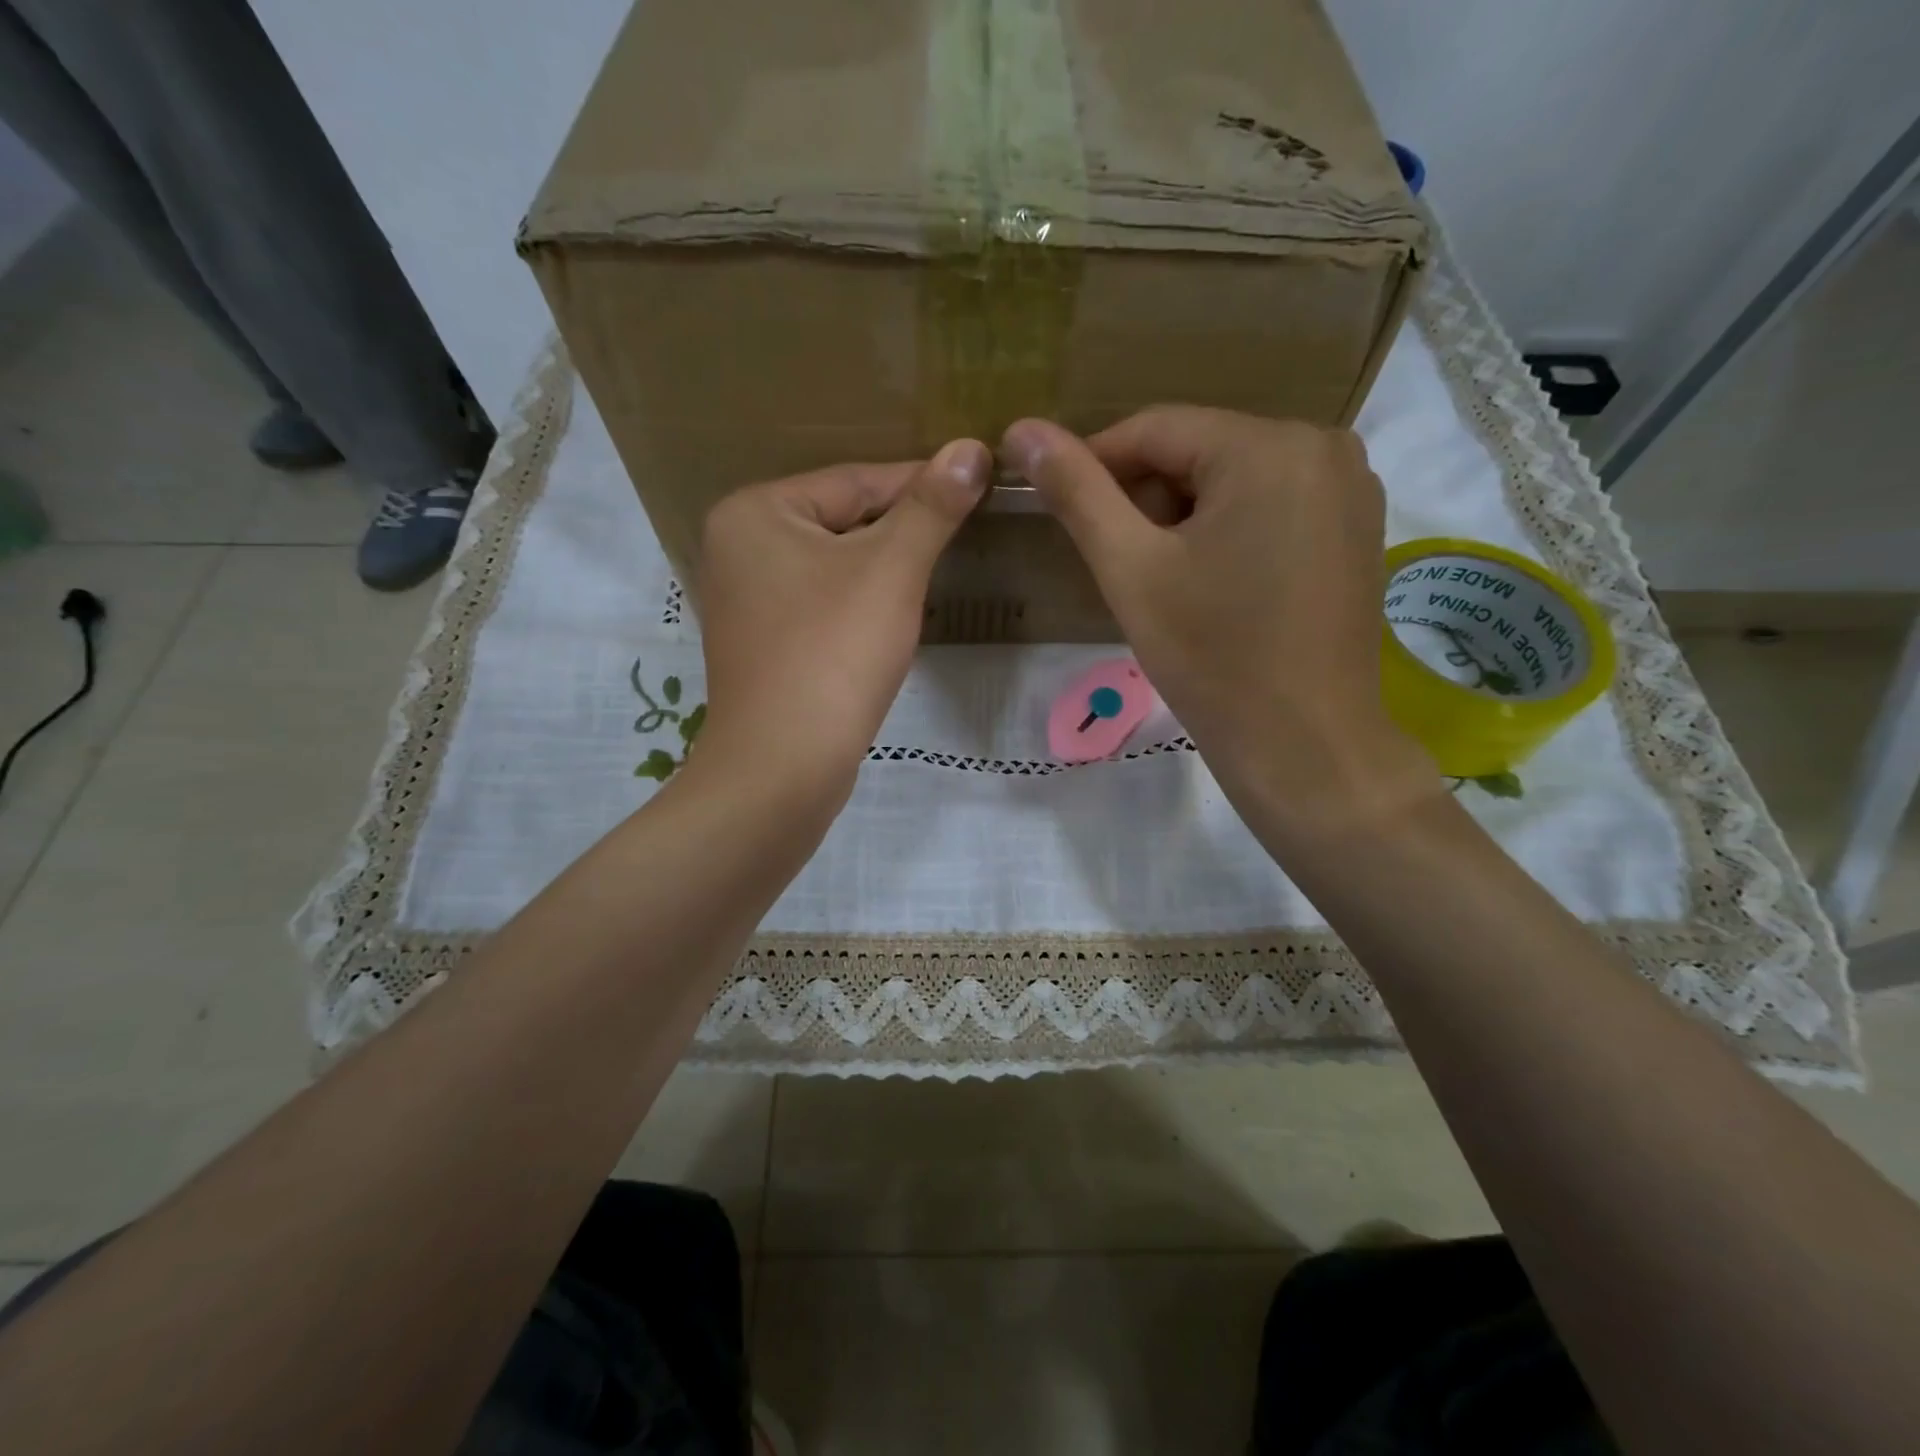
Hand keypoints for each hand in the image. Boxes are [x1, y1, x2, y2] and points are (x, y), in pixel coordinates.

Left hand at [694, 441, 989, 801]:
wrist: (782, 766)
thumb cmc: (833, 653)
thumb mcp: (891, 570)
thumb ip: (930, 507)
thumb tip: (971, 449)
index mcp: (755, 512)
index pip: (854, 481)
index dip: (921, 483)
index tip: (977, 482)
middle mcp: (738, 547)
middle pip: (840, 522)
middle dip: (901, 529)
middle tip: (964, 528)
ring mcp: (746, 600)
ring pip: (833, 566)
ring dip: (884, 568)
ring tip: (936, 569)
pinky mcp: (762, 644)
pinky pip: (821, 604)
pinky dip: (859, 604)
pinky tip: (891, 617)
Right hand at [1002, 407, 1435, 832]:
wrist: (1306, 745)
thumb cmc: (1213, 659)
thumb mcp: (1131, 570)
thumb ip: (1077, 493)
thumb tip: (1023, 430)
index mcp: (1268, 446)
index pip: (1155, 429)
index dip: (1094, 464)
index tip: (1055, 506)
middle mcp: (1323, 445)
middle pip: (1199, 451)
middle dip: (1147, 499)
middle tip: (1121, 565)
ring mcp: (1352, 487)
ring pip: (1234, 478)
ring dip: (1184, 517)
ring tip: (1165, 582)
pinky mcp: (1359, 528)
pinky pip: (1273, 503)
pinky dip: (1229, 530)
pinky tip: (1216, 586)